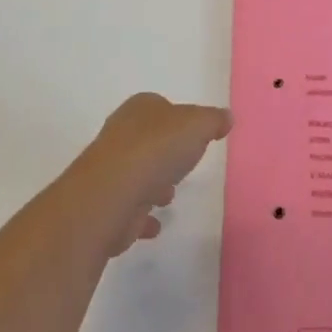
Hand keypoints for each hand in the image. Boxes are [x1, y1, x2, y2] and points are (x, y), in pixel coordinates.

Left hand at [73, 93, 231, 254]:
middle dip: (164, 152)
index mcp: (139, 110)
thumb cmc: (157, 149)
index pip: (159, 106)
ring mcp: (110, 170)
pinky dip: (141, 216)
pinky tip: (155, 225)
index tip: (193, 134)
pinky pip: (129, 208)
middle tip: (183, 165)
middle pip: (147, 140)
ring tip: (169, 196)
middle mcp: (120, 135)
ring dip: (152, 184)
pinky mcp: (106, 204)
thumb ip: (213, 120)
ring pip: (136, 173)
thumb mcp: (197, 124)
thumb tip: (225, 117)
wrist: (112, 194)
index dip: (176, 118)